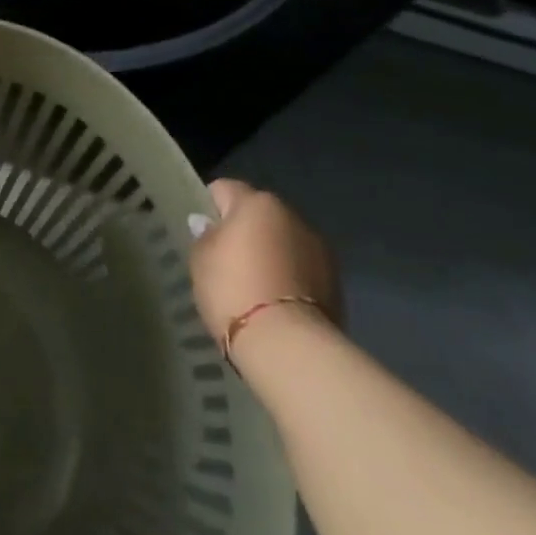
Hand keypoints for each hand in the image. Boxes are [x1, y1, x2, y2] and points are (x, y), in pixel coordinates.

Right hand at [190, 178, 342, 350]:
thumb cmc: (234, 290)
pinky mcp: (335, 280)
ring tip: (252, 285)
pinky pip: (300, 267)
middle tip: (224, 261)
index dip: (208, 207)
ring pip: (282, 240)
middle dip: (242, 230)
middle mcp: (291, 215)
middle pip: (257, 213)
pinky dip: (287, 276)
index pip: (223, 188)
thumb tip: (208, 224)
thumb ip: (204, 235)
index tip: (201, 233)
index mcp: (256, 202)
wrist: (289, 345)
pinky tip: (273, 302)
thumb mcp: (201, 259)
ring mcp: (318, 247)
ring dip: (269, 253)